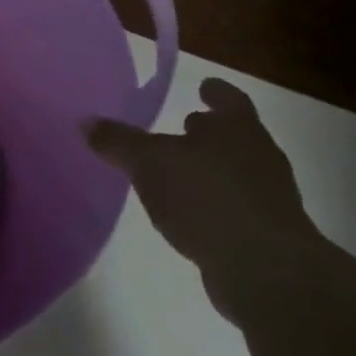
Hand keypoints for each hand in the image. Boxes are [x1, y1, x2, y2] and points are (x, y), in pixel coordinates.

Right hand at [85, 78, 322, 320]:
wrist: (266, 269)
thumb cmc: (206, 197)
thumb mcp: (147, 162)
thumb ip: (118, 141)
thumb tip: (86, 122)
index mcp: (237, 129)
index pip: (229, 99)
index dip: (215, 92)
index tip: (204, 86)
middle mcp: (259, 156)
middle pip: (234, 136)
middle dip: (210, 132)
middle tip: (183, 127)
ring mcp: (269, 198)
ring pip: (235, 172)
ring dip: (210, 169)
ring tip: (177, 173)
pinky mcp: (267, 234)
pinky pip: (234, 207)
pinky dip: (212, 204)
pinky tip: (188, 213)